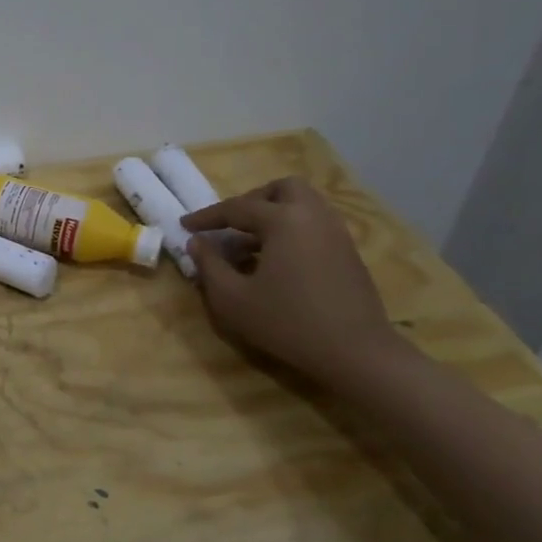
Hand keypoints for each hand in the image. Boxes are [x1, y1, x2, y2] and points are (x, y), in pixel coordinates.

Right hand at [183, 177, 401, 385]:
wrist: (357, 353)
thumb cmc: (288, 322)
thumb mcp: (233, 299)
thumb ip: (209, 265)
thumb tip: (196, 243)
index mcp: (284, 220)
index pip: (237, 208)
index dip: (206, 217)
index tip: (185, 225)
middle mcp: (313, 216)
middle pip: (282, 189)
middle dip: (252, 200)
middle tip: (232, 224)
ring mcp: (336, 233)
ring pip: (303, 205)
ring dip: (274, 215)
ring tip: (251, 244)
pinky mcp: (349, 253)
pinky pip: (315, 225)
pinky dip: (292, 231)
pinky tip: (277, 261)